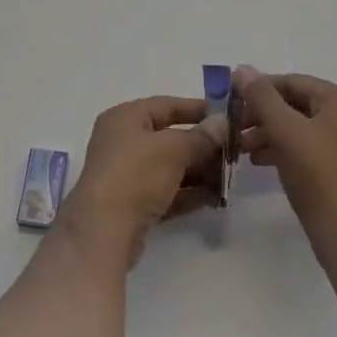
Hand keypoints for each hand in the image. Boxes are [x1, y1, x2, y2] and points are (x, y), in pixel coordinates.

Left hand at [59, 96, 225, 266]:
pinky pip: (166, 192)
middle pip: (169, 137)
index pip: (166, 105)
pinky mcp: (132, 205)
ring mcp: (126, 174)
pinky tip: (214, 199)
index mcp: (125, 117)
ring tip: (229, 178)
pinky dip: (188, 194)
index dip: (197, 109)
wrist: (103, 231)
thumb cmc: (136, 174)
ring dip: (198, 172)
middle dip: (201, 145)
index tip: (227, 117)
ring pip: (169, 167)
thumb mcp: (172, 149)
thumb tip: (222, 123)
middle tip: (233, 152)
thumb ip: (200, 137)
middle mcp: (123, 141)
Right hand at [235, 66, 336, 259]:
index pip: (294, 82)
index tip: (231, 100)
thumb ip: (262, 96)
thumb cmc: (319, 176)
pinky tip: (261, 161)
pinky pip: (310, 149)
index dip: (259, 88)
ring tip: (242, 147)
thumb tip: (243, 69)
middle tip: (234, 126)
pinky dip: (285, 150)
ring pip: (301, 128)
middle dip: (263, 114)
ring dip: (270, 133)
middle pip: (297, 105)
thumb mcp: (285, 130)